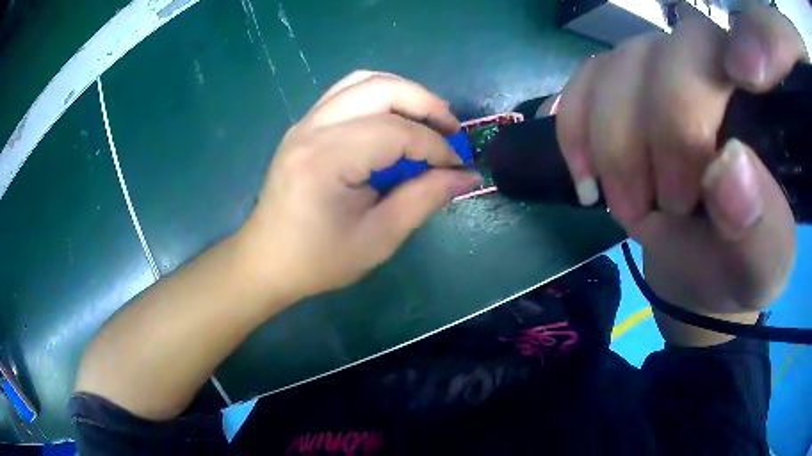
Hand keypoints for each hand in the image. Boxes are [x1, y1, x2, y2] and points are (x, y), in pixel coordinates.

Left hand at [240, 71, 480, 301]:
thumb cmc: (319, 259)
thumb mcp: (379, 238)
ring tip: (428, 118)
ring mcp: (304, 122)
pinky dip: (380, 95)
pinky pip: (347, 92)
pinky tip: (395, 118)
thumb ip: (424, 199)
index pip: (396, 132)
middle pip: (379, 88)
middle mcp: (312, 128)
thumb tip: (466, 176)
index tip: (459, 166)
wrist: (266, 260)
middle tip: (452, 130)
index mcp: (326, 159)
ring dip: (403, 92)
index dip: (436, 146)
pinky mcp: (304, 125)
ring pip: (362, 81)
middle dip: (425, 103)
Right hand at [557, 6, 803, 313]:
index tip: (732, 106)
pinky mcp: (621, 87)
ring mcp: (660, 68)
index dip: (743, 43)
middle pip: (669, 54)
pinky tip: (586, 173)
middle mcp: (711, 65)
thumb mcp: (761, 266)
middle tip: (663, 208)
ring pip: (618, 67)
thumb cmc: (739, 265)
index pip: (750, 44)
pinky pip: (583, 83)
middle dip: (660, 136)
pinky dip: (574, 128)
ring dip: (612, 145)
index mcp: (762, 105)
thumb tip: (729, 169)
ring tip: (628, 207)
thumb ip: (757, 228)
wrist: (701, 266)